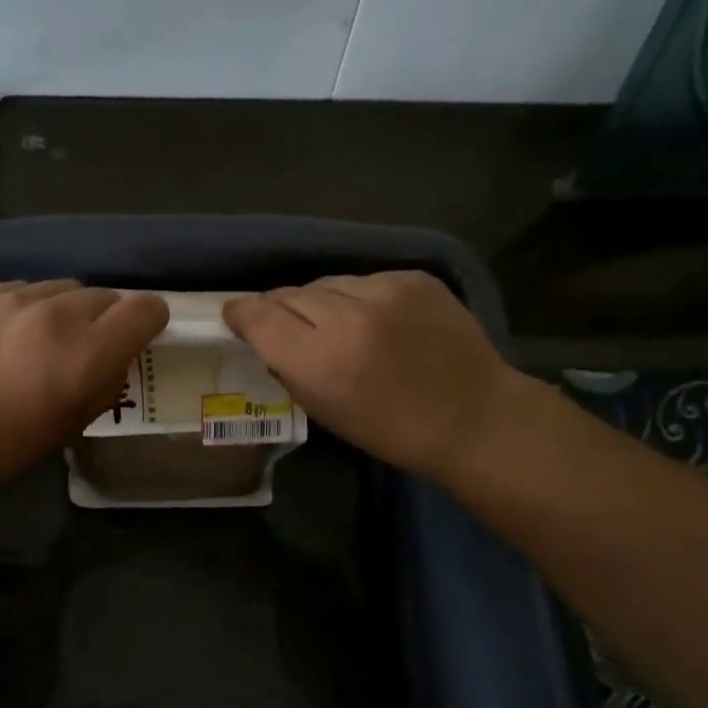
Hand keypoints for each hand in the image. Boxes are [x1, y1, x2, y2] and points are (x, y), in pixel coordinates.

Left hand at [0, 280, 168, 493]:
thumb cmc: (7, 445)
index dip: (149, 319)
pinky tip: (8, 335)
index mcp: (90, 351)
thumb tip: (113, 363)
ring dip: (67, 309)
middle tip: (87, 347)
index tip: (140, 334)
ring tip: (44, 339)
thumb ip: (105, 386)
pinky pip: (23, 289)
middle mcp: (59, 313)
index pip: (144, 309)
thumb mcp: (73, 425)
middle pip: (105, 295)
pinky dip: (29, 306)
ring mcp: (16, 297)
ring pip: (63, 288)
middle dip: (106, 318)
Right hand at [224, 271, 516, 481]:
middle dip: (280, 308)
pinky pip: (364, 280)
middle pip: (289, 294)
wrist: (472, 416)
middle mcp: (346, 317)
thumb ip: (289, 368)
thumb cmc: (391, 430)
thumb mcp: (324, 411)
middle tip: (285, 325)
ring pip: (326, 283)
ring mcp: (384, 291)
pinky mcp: (413, 277)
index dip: (240, 312)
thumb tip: (268, 337)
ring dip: (320, 301)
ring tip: (332, 322)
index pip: (258, 316)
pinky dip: (359, 297)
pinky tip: (374, 318)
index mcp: (319, 361)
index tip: (236, 316)